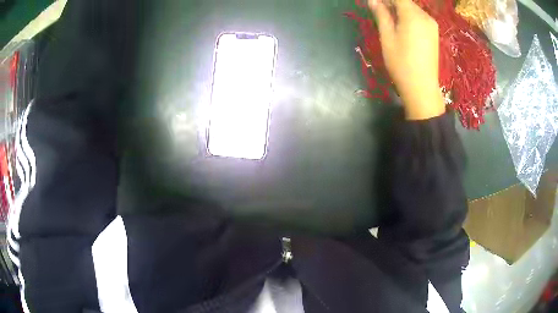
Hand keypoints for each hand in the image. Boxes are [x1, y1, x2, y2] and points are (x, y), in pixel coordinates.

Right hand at [368, 0, 444, 119]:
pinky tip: (401, 27)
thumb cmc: (401, 63)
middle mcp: (425, 16)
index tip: (376, 4)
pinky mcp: (434, 34)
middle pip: (406, 2)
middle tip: (378, 12)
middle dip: (391, 3)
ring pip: (412, 9)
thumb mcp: (387, 37)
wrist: (422, 88)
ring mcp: (432, 25)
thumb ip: (381, 15)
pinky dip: (408, 18)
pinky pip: (419, 18)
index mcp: (413, 15)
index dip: (386, 0)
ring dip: (399, 10)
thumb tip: (373, 0)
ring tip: (388, 20)